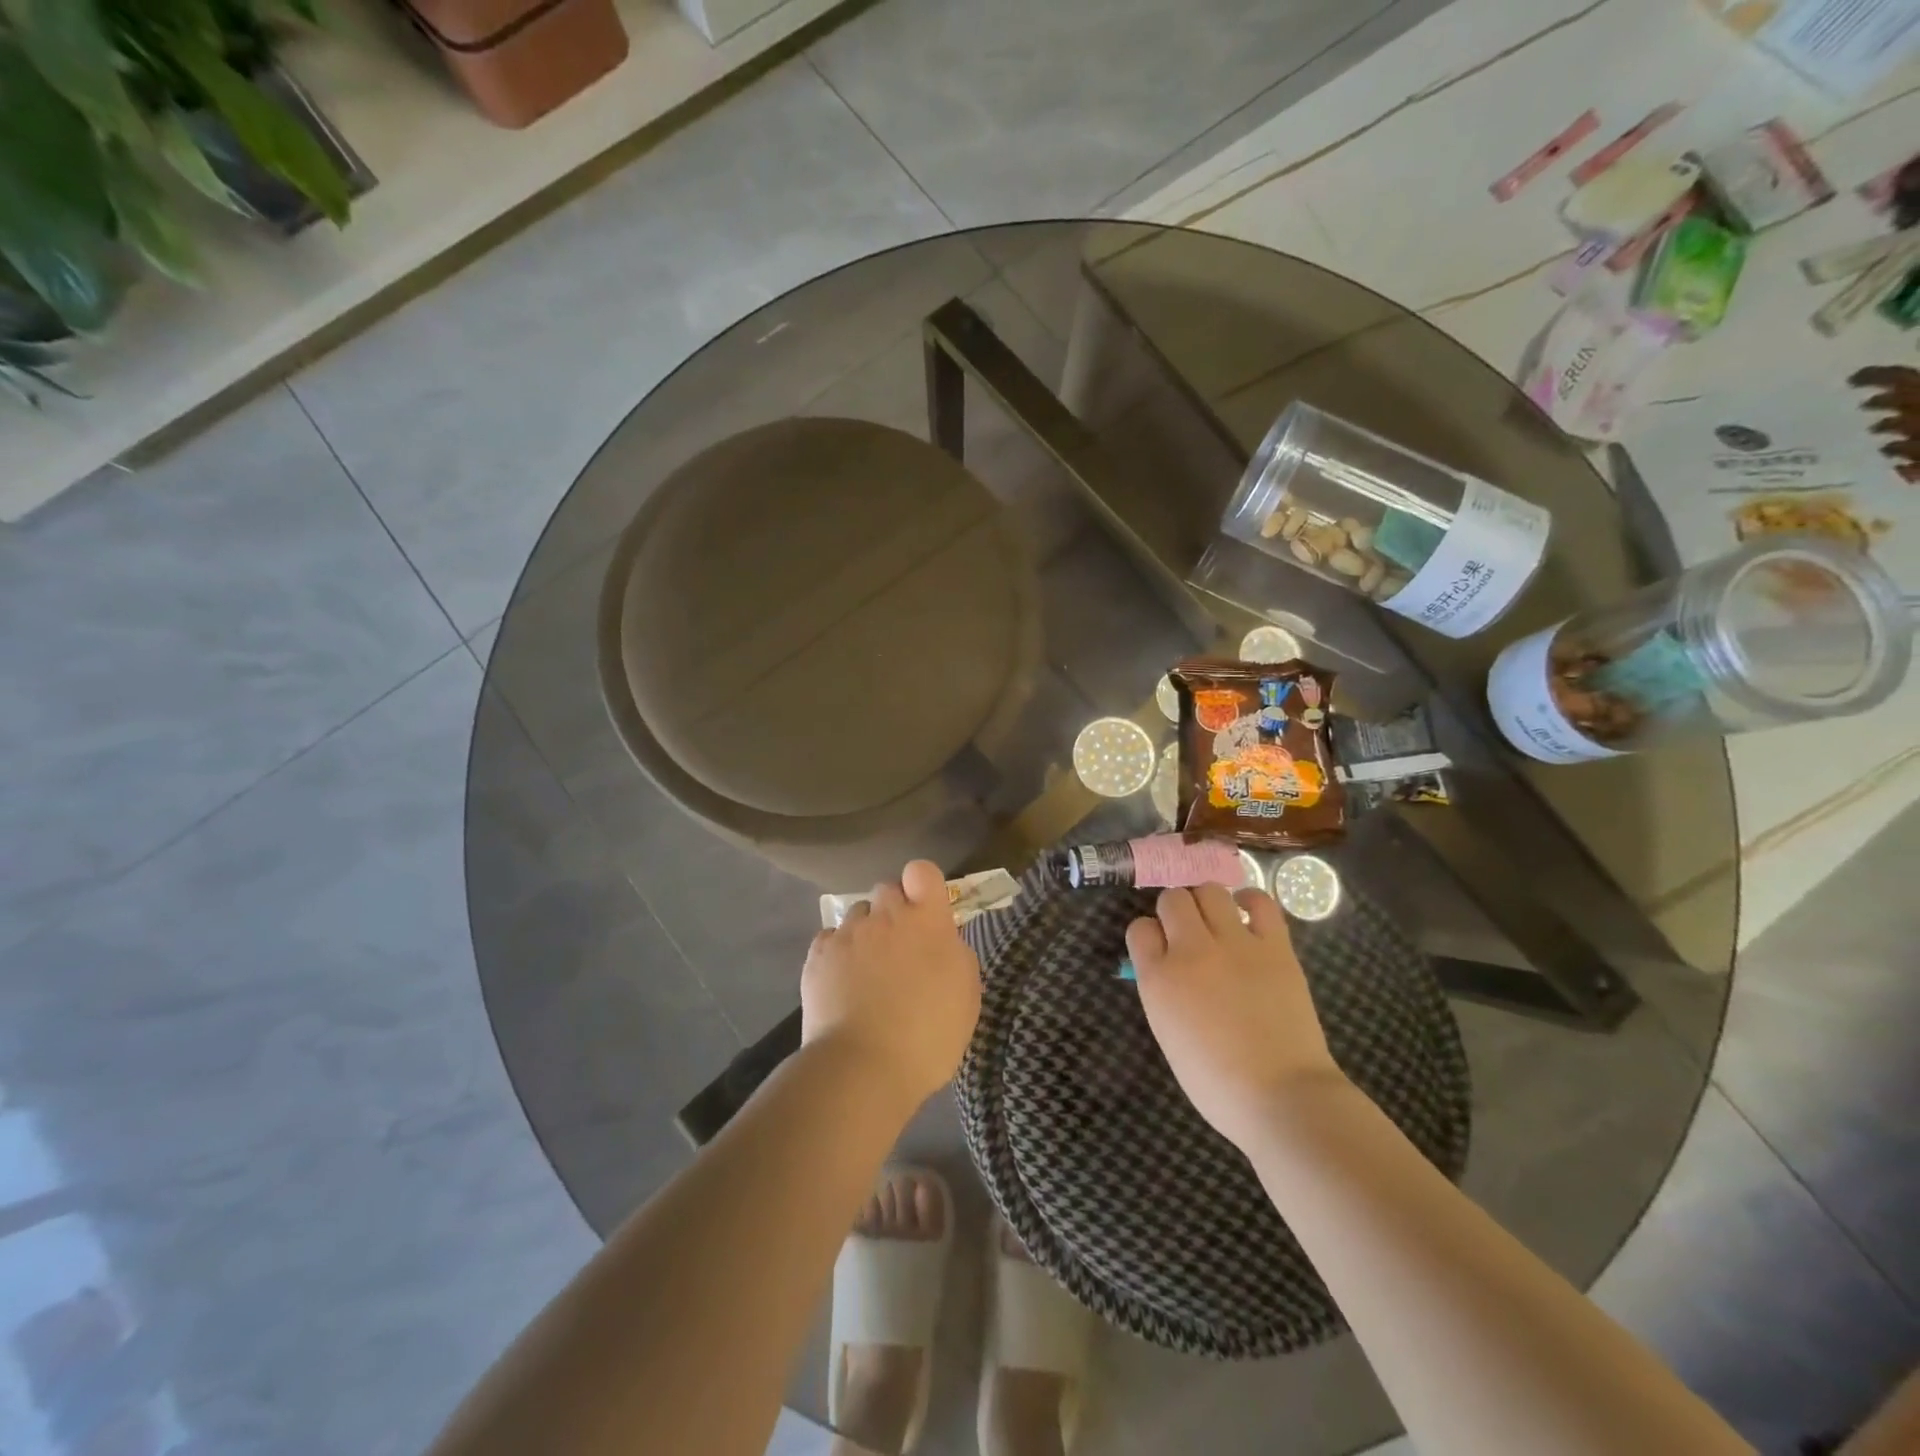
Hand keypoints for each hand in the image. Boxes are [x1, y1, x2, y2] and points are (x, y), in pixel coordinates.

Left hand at [801, 860, 982, 1110]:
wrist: (863, 1068)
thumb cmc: (928, 1035)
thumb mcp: (966, 994)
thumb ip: (954, 952)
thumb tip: (940, 939)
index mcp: (926, 921)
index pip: (922, 871)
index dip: (923, 886)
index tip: (926, 911)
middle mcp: (885, 915)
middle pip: (887, 889)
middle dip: (893, 911)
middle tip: (899, 948)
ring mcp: (848, 933)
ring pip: (858, 914)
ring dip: (866, 933)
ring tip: (867, 972)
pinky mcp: (818, 955)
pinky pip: (831, 939)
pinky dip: (838, 954)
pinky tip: (842, 983)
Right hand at [1128, 884, 1343, 1150]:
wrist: (1282, 1097)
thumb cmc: (1217, 1083)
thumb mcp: (1168, 1035)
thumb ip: (1162, 992)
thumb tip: (1167, 968)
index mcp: (1158, 978)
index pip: (1139, 928)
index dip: (1149, 936)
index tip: (1160, 949)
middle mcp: (1191, 950)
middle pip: (1172, 899)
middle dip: (1175, 910)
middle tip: (1188, 931)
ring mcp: (1235, 944)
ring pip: (1210, 890)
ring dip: (1207, 901)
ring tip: (1217, 920)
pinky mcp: (1275, 946)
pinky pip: (1260, 901)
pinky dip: (1250, 901)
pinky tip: (1248, 915)